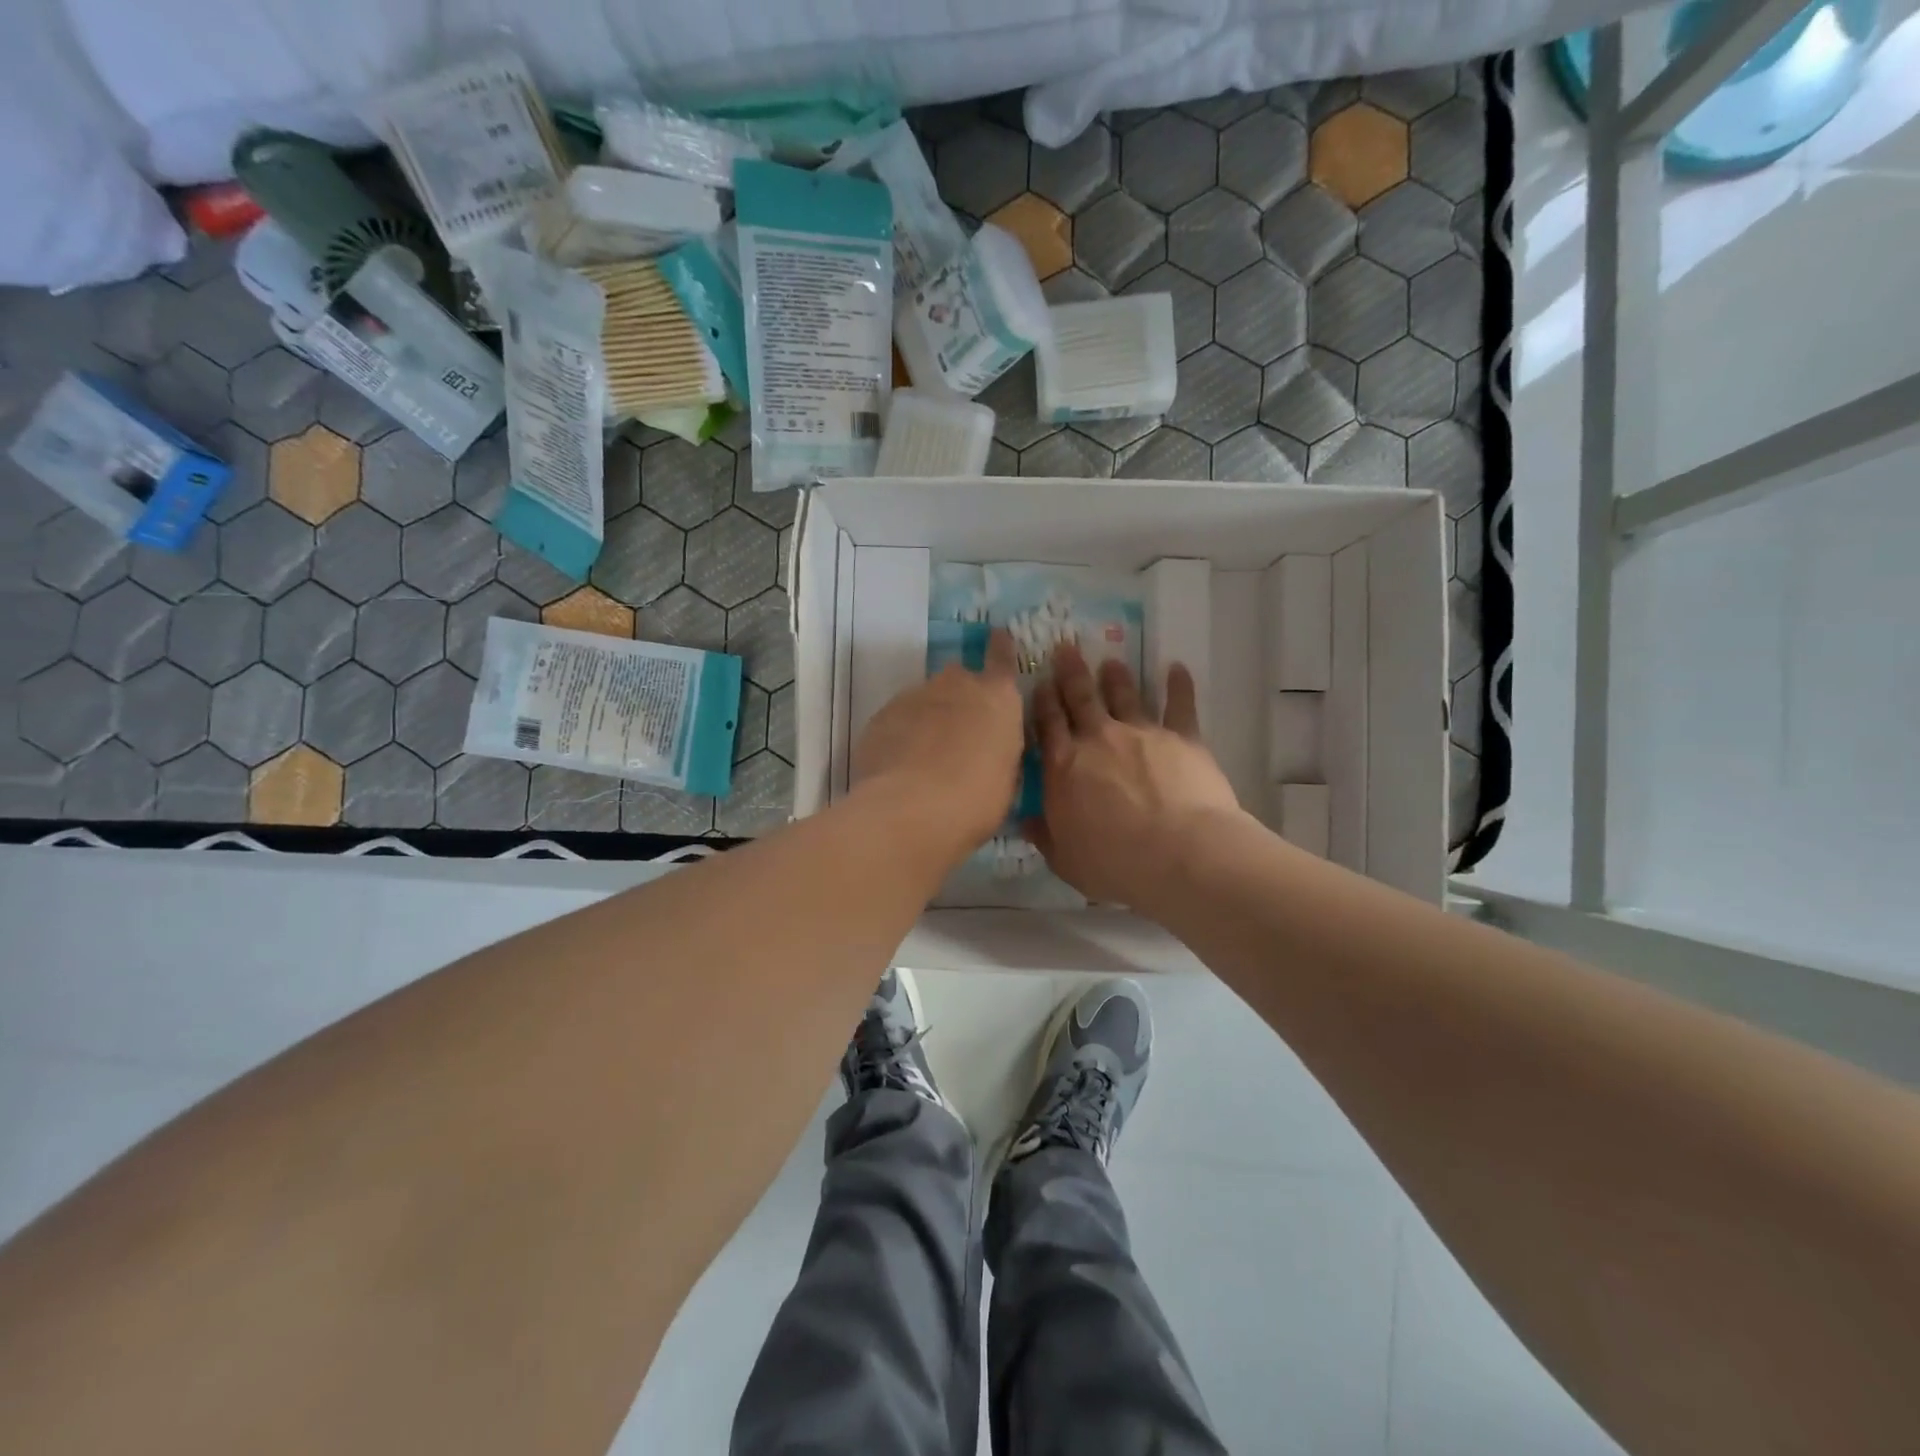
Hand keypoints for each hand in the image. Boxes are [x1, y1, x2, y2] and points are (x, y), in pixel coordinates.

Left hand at [852, 628, 1024, 859]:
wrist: (911, 809)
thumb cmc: (977, 800)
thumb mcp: (1007, 778)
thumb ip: (999, 750)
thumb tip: (989, 749)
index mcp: (998, 698)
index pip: (1002, 658)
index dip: (1000, 648)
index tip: (998, 636)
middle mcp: (956, 685)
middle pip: (959, 679)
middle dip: (960, 698)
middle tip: (960, 733)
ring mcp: (914, 696)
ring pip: (925, 700)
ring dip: (929, 719)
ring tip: (926, 756)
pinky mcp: (881, 715)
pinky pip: (897, 720)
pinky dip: (901, 735)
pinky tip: (901, 765)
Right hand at [1026, 644, 1243, 907]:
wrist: (1180, 854)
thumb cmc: (1115, 863)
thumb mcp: (1065, 859)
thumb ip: (1045, 836)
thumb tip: (1024, 821)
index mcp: (1064, 767)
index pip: (1047, 725)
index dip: (1042, 702)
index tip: (1039, 683)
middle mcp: (1098, 739)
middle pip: (1080, 698)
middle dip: (1070, 673)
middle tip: (1065, 648)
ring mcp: (1141, 733)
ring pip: (1124, 695)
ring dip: (1115, 677)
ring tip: (1111, 661)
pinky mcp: (1182, 737)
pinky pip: (1179, 705)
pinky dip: (1178, 685)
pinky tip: (1177, 668)